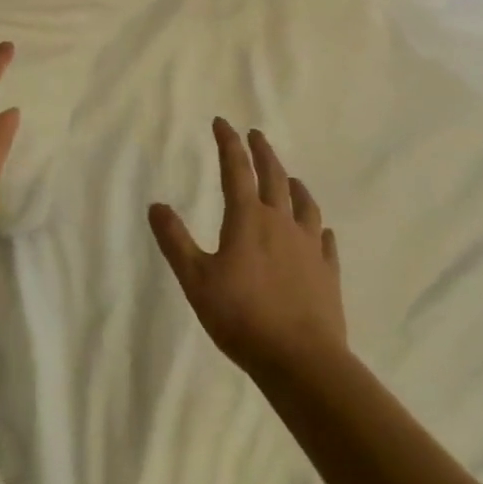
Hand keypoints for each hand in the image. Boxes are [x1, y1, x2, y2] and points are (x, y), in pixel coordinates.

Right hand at [149, 119, 346, 379]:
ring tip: (291, 177)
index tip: (222, 122)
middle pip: (273, 177)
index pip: (236, 169)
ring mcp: (309, 247)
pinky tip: (322, 231)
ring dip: (294, 185)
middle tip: (256, 135)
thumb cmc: (242, 317)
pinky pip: (325, 241)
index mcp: (248, 219)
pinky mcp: (327, 273)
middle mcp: (281, 223)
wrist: (301, 361)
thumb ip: (175, 241)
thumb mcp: (196, 280)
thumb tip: (156, 205)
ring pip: (304, 204)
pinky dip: (319, 228)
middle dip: (262, 152)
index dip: (228, 143)